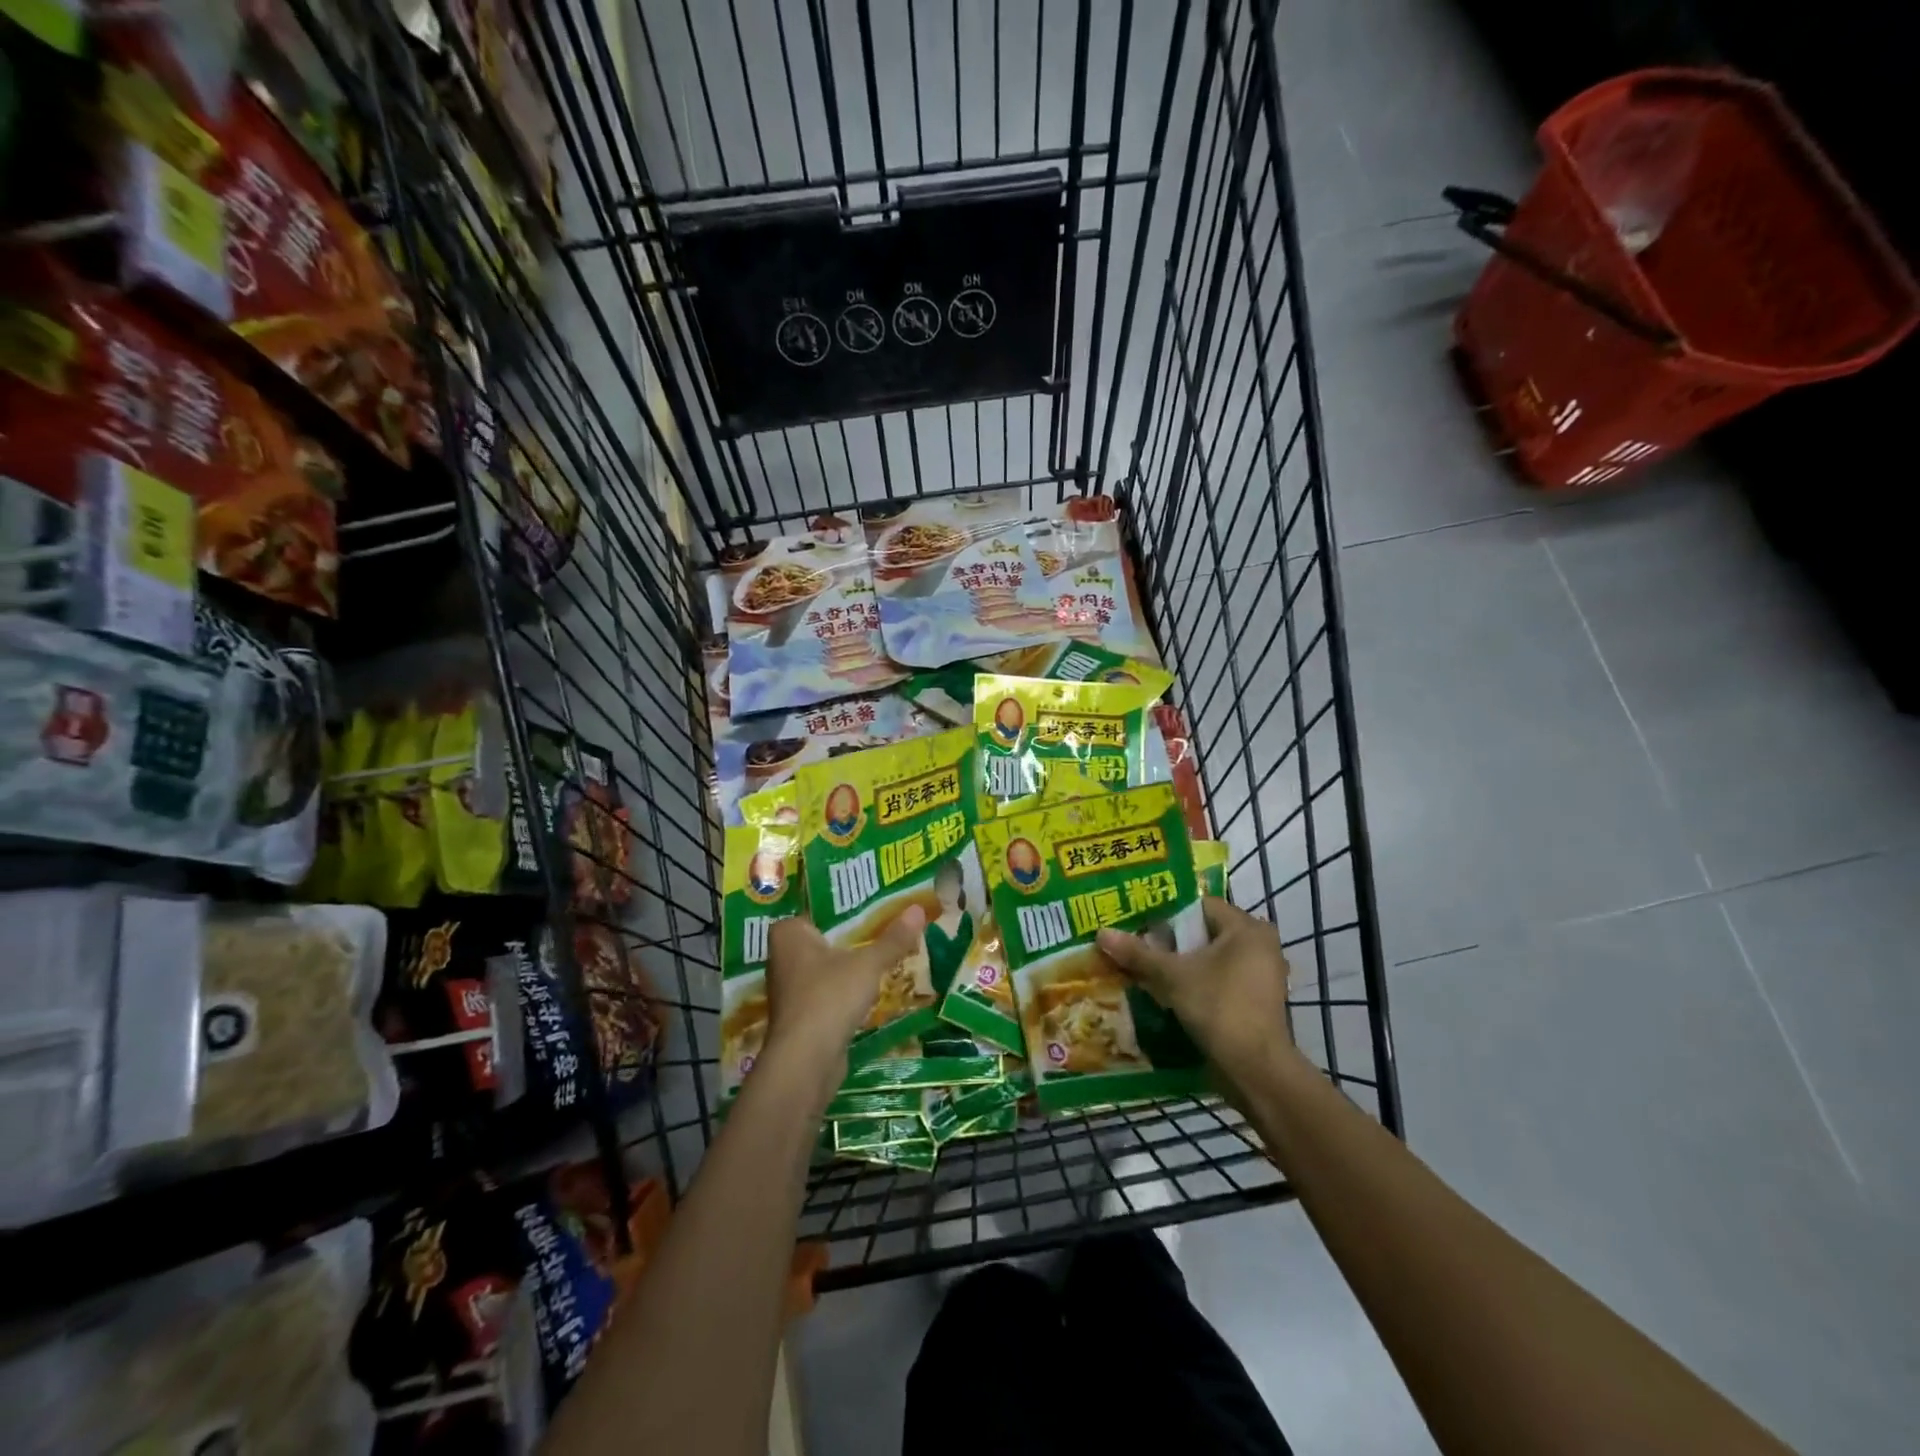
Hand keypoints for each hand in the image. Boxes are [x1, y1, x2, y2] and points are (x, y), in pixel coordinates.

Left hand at [764, 907, 926, 1081]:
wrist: (805, 1061)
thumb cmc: (830, 997)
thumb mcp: (868, 964)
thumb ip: (893, 939)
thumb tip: (918, 908)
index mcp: (788, 934)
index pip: (817, 909)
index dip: (844, 905)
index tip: (872, 901)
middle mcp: (782, 957)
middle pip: (824, 937)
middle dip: (851, 935)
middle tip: (886, 922)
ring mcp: (790, 988)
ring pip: (826, 966)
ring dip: (850, 964)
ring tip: (884, 951)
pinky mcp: (800, 1014)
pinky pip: (827, 990)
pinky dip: (845, 988)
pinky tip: (870, 987)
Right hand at [1097, 897, 1295, 1087]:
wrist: (1255, 1069)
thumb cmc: (1218, 1007)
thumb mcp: (1172, 976)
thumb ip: (1138, 953)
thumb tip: (1101, 932)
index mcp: (1246, 928)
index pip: (1200, 905)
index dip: (1167, 913)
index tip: (1141, 925)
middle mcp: (1260, 944)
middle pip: (1205, 932)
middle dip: (1171, 941)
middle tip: (1139, 946)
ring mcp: (1262, 974)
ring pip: (1212, 958)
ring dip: (1183, 963)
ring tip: (1148, 969)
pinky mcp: (1257, 999)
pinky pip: (1221, 978)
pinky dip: (1198, 981)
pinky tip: (1170, 992)